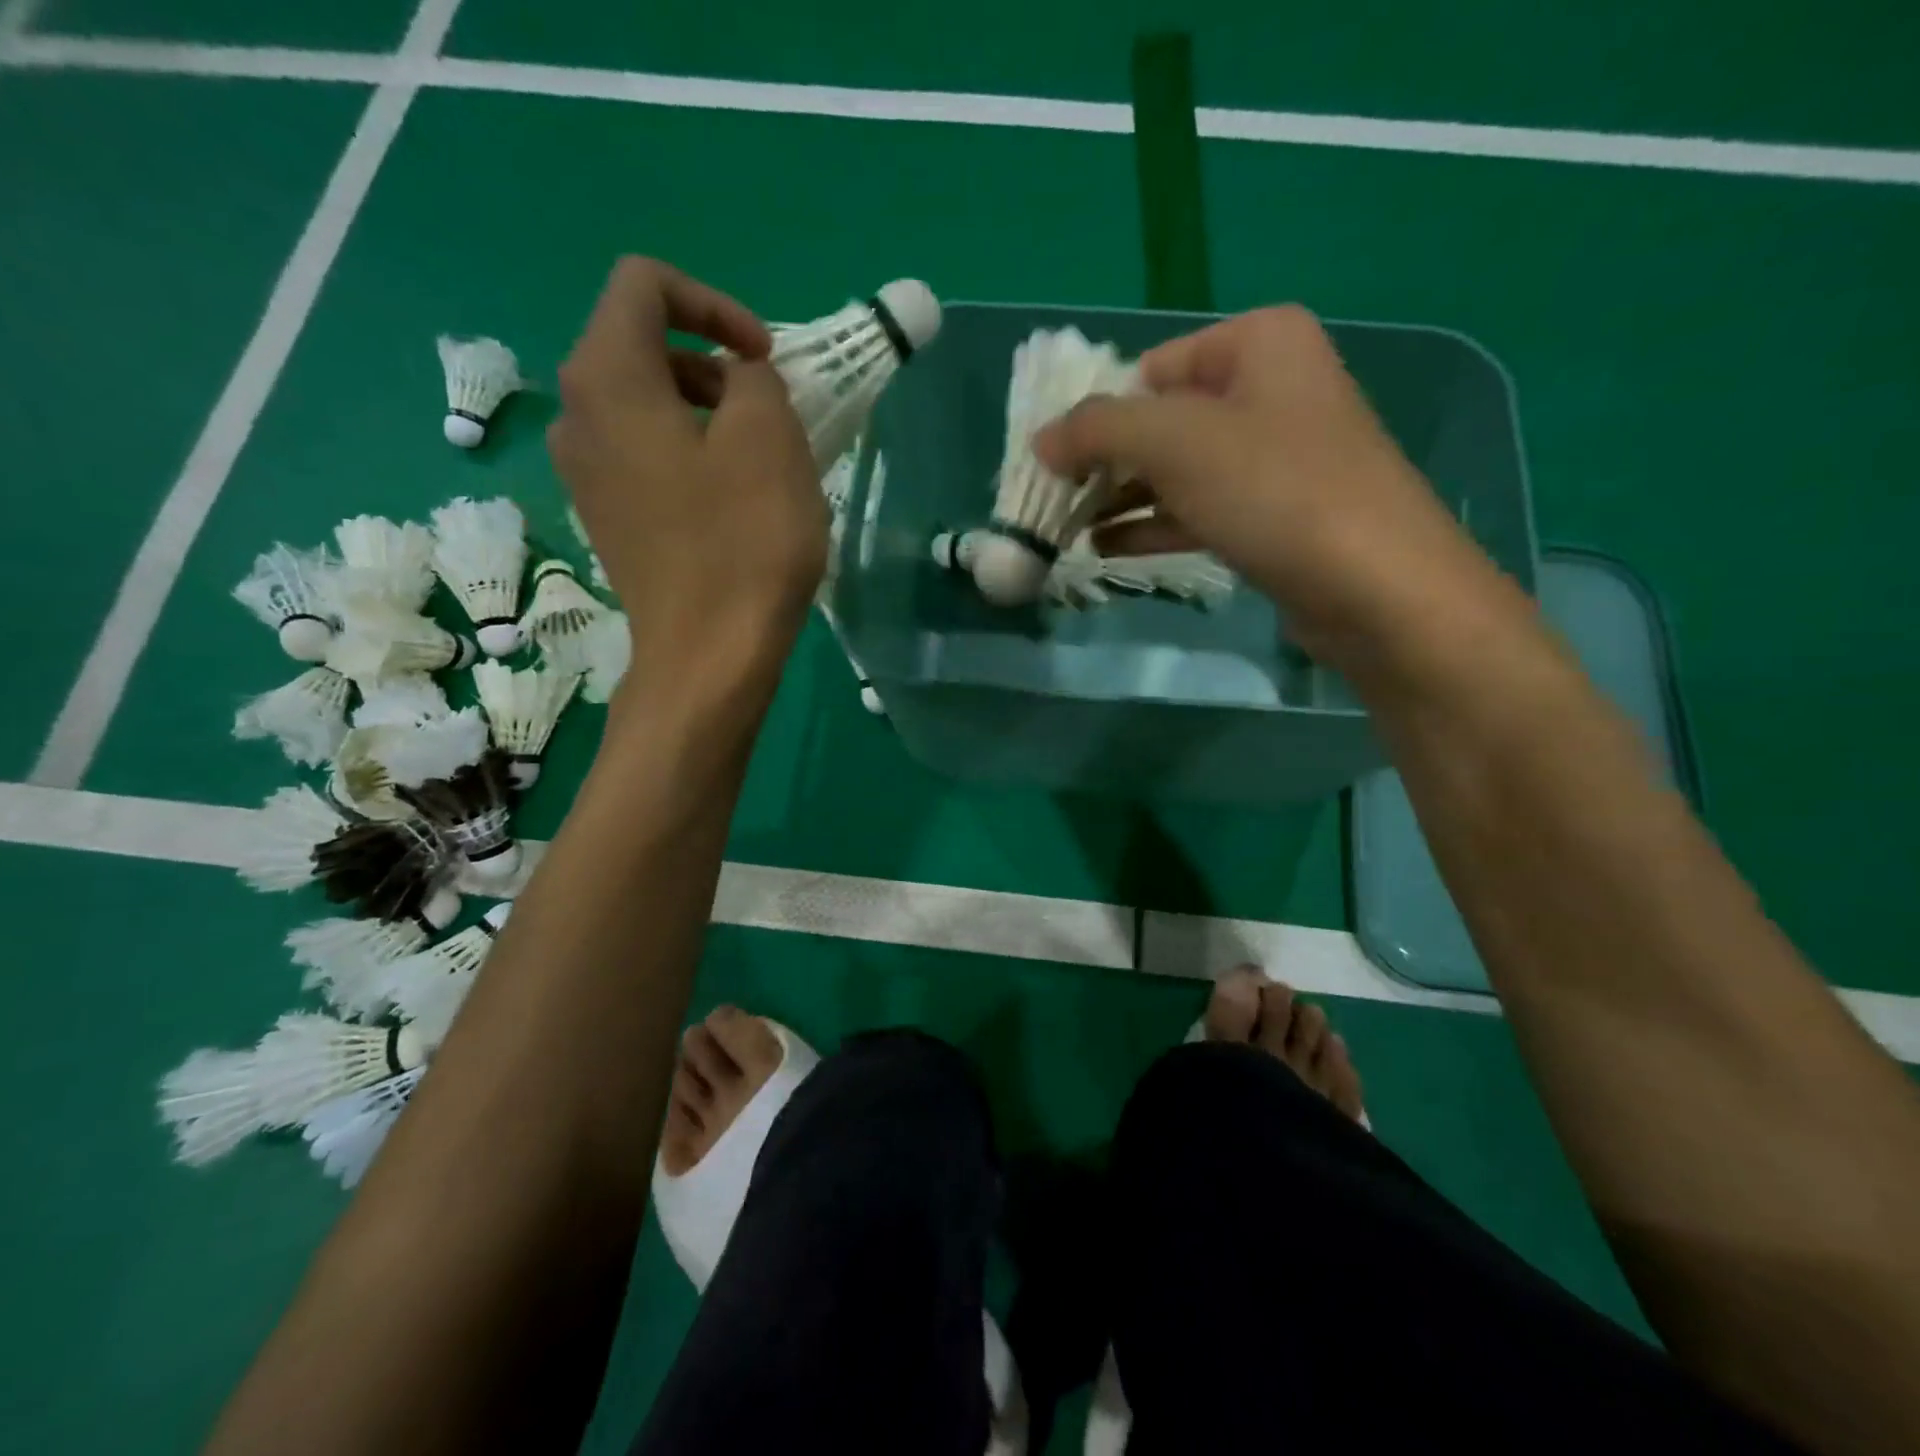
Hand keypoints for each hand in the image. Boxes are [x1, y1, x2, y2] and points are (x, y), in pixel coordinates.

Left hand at [549, 258, 825, 704]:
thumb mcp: (770, 437)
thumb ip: (752, 378)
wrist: (708, 654)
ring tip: (757, 457)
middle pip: (639, 345)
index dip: (713, 303)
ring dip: (704, 410)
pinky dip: (686, 451)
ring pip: (643, 404)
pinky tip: (728, 498)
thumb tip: (735, 381)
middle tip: (769, 411)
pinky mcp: (605, 516)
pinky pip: (642, 454)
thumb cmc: (743, 541)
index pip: (644, 284)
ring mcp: (583, 472)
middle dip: (711, 362)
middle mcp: (575, 415)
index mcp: (606, 378)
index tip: (764, 358)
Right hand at [1035, 305, 1509, 672]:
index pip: (1150, 368)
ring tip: (1066, 532)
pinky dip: (1152, 527)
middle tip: (1054, 501)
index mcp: (1256, 343)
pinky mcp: (1273, 515)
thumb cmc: (1276, 490)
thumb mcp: (1174, 443)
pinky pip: (1198, 510)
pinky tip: (1106, 550)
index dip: (1097, 414)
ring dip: (1121, 500)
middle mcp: (1269, 389)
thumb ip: (1097, 430)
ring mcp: (1274, 457)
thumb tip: (1041, 440)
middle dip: (1105, 463)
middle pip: (1161, 421)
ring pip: (1177, 471)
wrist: (1376, 587)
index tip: (1052, 463)